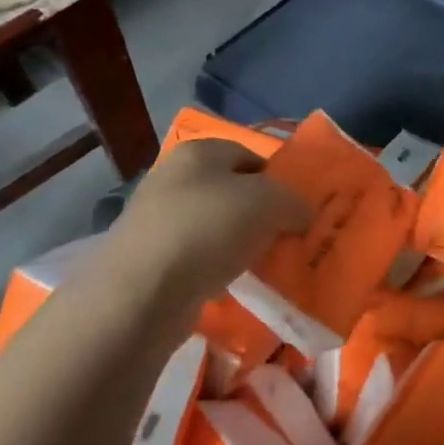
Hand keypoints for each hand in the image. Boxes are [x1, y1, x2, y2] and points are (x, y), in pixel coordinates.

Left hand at [101, 139, 309, 322]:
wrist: (141, 293)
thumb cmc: (208, 229)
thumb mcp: (270, 202)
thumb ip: (294, 202)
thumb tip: (302, 214)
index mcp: (199, 151)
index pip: (251, 155)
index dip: (278, 179)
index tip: (296, 208)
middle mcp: (173, 177)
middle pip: (232, 191)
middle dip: (260, 213)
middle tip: (286, 236)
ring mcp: (156, 219)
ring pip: (215, 225)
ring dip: (240, 243)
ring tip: (264, 263)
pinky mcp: (149, 258)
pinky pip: (197, 256)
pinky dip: (217, 267)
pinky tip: (233, 284)